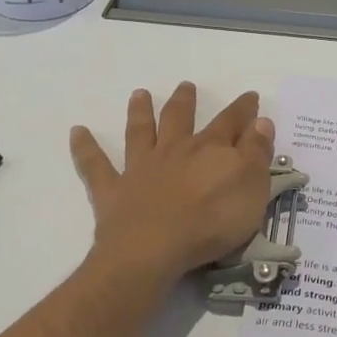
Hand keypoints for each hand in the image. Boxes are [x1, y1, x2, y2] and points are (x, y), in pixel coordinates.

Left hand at [71, 84, 276, 283]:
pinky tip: (76, 132)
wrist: (154, 250)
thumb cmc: (212, 221)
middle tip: (186, 86)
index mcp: (212, 150)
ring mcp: (142, 168)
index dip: (243, 109)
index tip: (250, 96)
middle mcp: (175, 150)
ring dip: (140, 112)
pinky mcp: (114, 191)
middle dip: (186, 101)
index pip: (232, 123)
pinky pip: (95, 166)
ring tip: (139, 94)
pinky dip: (85, 148)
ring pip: (140, 132)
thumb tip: (260, 122)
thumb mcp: (252, 188)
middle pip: (181, 119)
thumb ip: (257, 153)